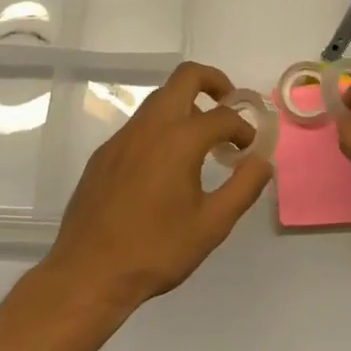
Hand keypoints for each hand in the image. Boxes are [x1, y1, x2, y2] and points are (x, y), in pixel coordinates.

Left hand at [44, 62, 271, 311]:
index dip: (243, 128)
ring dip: (186, 104)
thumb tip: (263, 162)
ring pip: (160, 98)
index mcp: (179, 139)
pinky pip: (140, 124)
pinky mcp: (104, 153)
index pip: (222, 116)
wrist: (87, 273)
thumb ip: (243, 188)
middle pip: (185, 77)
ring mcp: (123, 136)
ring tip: (201, 139)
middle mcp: (150, 126)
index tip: (249, 149)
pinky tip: (165, 165)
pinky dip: (162, 127)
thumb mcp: (211, 225)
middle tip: (228, 106)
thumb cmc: (155, 250)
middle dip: (213, 82)